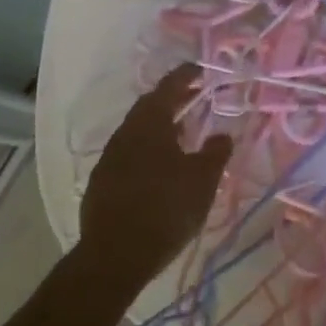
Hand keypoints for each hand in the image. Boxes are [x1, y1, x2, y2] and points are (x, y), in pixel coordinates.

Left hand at [77, 64, 232, 288]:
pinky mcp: (101, 182)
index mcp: (150, 124)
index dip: (185, 76)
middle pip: (149, 107)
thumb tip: (223, 135)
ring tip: (181, 132)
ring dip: (159, 126)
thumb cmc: (166, 209)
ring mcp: (109, 158)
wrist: (114, 256)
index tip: (200, 70)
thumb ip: (215, 153)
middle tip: (193, 97)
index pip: (168, 87)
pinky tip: (158, 165)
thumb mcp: (202, 181)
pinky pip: (128, 153)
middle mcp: (126, 133)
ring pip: (137, 131)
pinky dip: (146, 148)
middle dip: (172, 99)